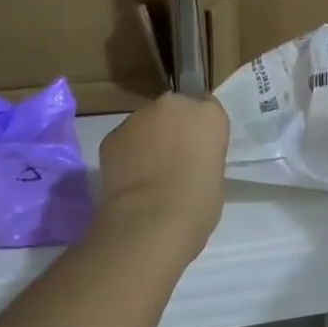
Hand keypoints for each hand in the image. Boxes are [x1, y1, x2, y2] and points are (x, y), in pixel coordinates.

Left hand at [97, 94, 229, 265]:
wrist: (151, 221)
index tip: (199, 152)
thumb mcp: (215, 176)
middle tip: (173, 161)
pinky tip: (129, 182)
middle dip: (173, 129)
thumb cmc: (198, 203)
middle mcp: (174, 105)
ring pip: (146, 124)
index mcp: (208, 114)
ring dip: (147, 141)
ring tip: (147, 175)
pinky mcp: (112, 135)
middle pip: (174, 111)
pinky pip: (124, 141)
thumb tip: (187, 162)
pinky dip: (126, 155)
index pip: (207, 111)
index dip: (201, 132)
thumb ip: (202, 156)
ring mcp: (139, 117)